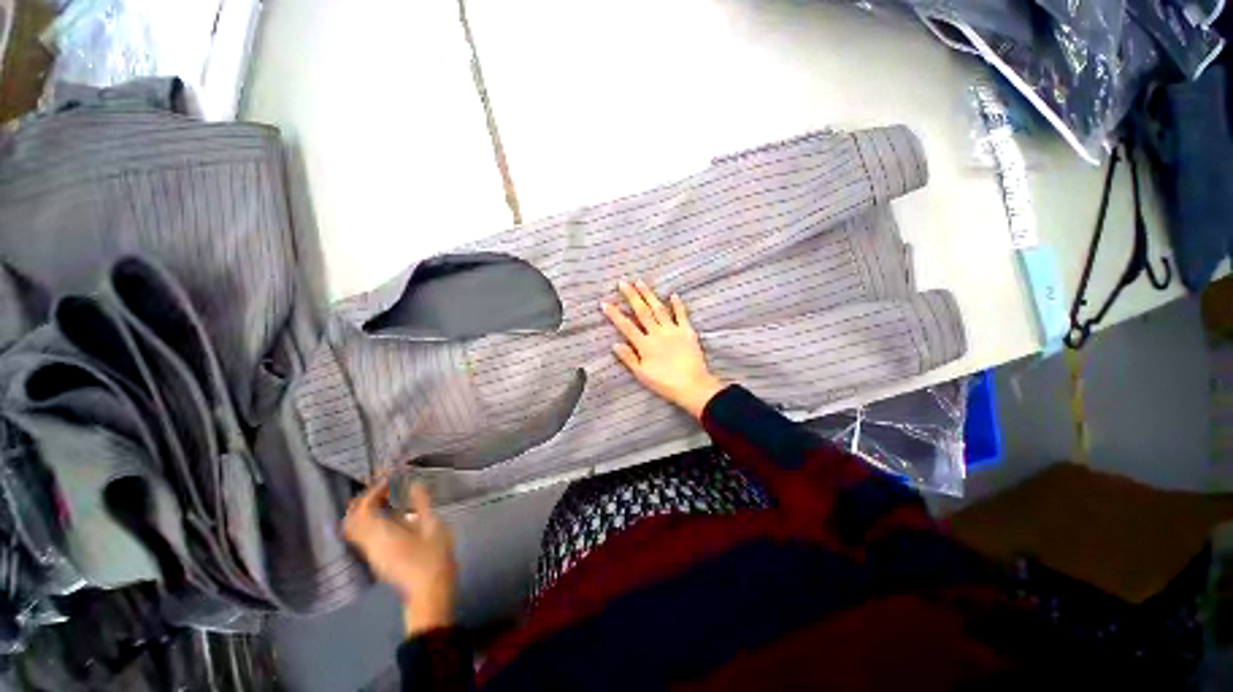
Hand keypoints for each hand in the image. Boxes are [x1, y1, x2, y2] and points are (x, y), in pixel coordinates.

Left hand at [343, 480, 457, 634]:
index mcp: (382, 534)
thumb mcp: (433, 526)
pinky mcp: (377, 558)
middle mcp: (370, 544)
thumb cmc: (434, 557)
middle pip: (352, 519)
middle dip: (364, 499)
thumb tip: (415, 484)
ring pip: (355, 528)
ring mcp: (371, 553)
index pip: (363, 509)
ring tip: (387, 498)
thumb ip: (422, 504)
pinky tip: (391, 515)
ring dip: (365, 510)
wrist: (430, 591)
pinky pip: (363, 535)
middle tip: (384, 487)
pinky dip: (369, 520)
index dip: (373, 491)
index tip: (390, 478)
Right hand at [602, 279, 724, 419]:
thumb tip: (615, 344)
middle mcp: (657, 334)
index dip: (615, 314)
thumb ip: (628, 358)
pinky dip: (677, 304)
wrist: (692, 386)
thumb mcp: (642, 374)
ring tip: (640, 282)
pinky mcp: (687, 332)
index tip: (605, 302)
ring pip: (659, 309)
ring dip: (649, 295)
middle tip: (623, 282)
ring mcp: (673, 330)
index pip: (626, 326)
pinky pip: (681, 315)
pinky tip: (672, 294)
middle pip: (642, 312)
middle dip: (631, 296)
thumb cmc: (665, 383)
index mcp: (645, 345)